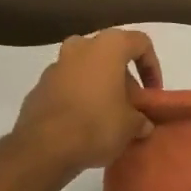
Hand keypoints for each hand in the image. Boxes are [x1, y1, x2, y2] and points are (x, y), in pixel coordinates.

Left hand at [12, 29, 161, 176]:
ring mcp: (55, 66)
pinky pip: (67, 86)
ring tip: (108, 116)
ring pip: (86, 69)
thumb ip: (140, 119)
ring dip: (99, 87)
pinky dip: (78, 98)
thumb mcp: (131, 126)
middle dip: (123, 78)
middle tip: (131, 106)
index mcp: (108, 46)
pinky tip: (83, 124)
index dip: (152, 67)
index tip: (152, 93)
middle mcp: (80, 47)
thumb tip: (142, 124)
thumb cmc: (96, 124)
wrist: (43, 148)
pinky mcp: (38, 87)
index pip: (140, 43)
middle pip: (110, 55)